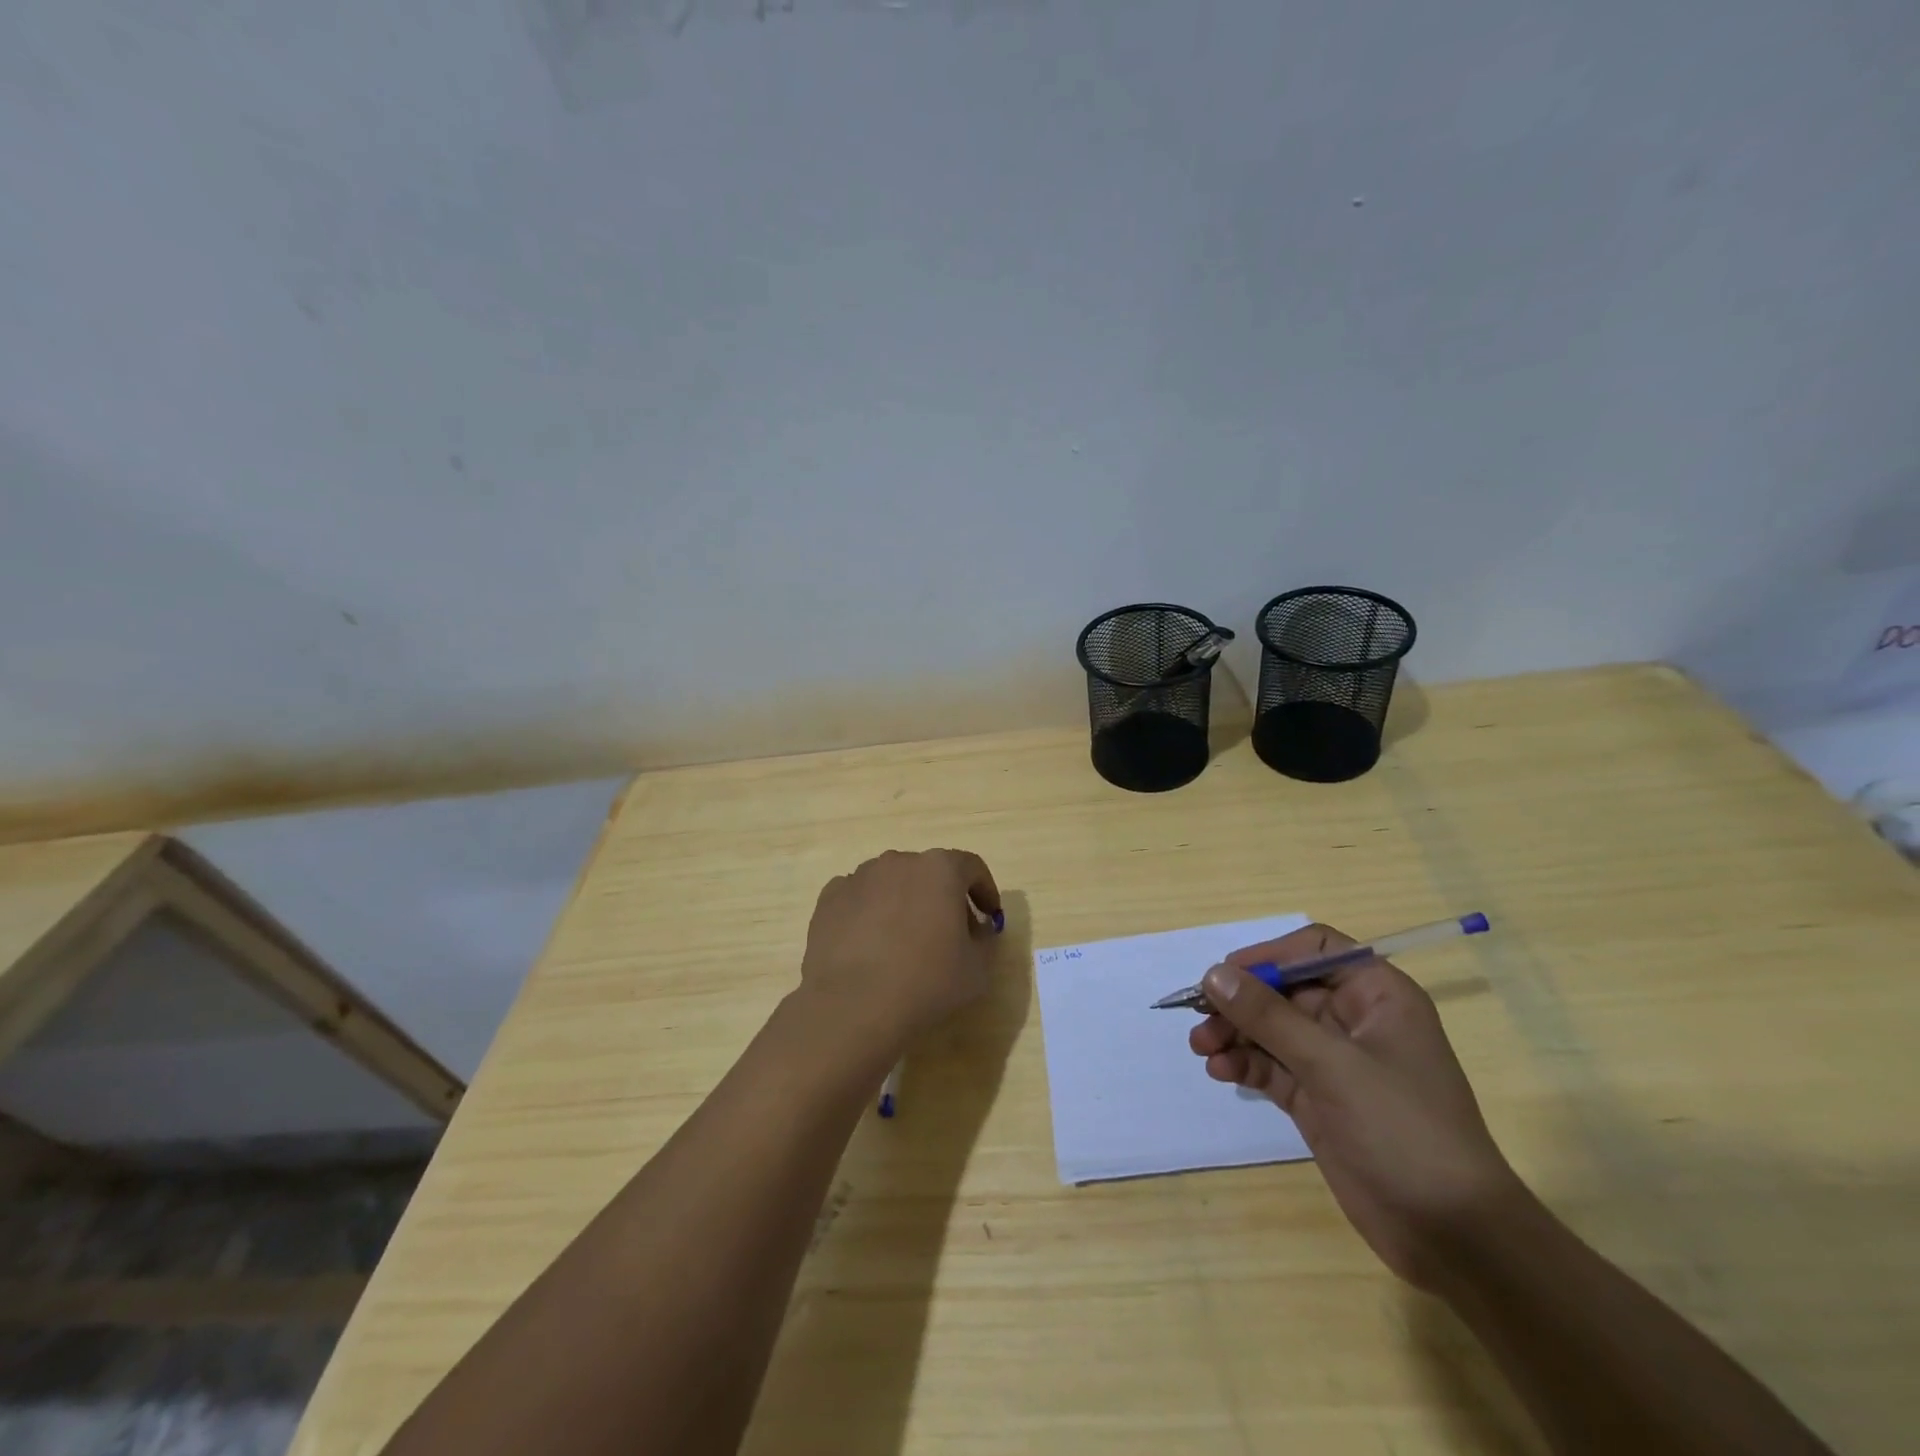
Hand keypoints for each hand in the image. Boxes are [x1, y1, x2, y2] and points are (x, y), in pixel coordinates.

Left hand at [799, 849, 1002, 1050]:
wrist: (853, 1005)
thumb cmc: (926, 982)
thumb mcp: (977, 969)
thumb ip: (985, 941)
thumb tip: (976, 930)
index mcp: (940, 869)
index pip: (971, 867)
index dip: (985, 890)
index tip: (989, 915)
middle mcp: (899, 861)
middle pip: (930, 872)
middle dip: (943, 897)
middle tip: (950, 933)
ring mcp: (860, 877)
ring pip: (892, 883)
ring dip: (904, 903)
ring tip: (905, 941)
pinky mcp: (830, 898)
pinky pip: (860, 898)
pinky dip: (870, 913)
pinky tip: (870, 946)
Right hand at [1188, 923, 1519, 1288]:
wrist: (1452, 1235)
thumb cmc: (1403, 1129)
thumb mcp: (1332, 1065)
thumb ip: (1268, 1016)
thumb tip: (1213, 973)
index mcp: (1377, 996)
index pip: (1315, 949)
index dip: (1269, 956)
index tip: (1227, 975)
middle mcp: (1354, 1020)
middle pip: (1284, 990)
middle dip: (1240, 1002)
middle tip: (1199, 1017)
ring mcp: (1335, 1062)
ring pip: (1271, 1029)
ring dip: (1234, 1033)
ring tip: (1202, 1048)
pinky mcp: (1319, 1099)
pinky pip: (1271, 1066)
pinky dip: (1244, 1063)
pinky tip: (1219, 1070)